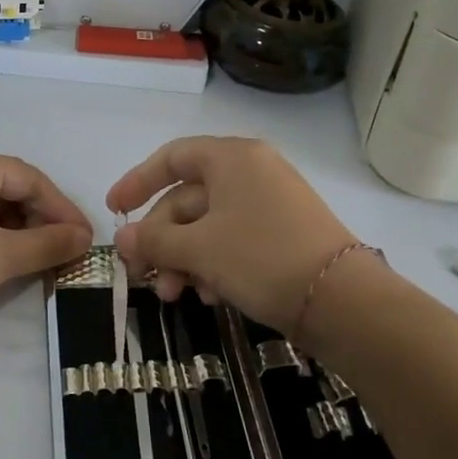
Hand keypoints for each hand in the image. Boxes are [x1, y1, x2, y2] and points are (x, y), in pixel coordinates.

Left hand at [0, 146, 91, 342]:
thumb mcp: (0, 258)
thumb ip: (48, 243)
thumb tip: (84, 237)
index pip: (29, 178)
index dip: (63, 208)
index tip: (86, 239)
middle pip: (7, 186)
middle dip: (40, 218)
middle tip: (65, 250)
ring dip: (16, 228)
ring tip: (37, 258)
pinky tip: (0, 258)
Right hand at [107, 136, 357, 334]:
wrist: (342, 301)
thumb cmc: (261, 257)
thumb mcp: (199, 248)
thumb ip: (155, 239)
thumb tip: (123, 238)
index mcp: (232, 158)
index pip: (172, 157)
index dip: (138, 181)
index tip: (115, 211)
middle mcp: (251, 173)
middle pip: (186, 198)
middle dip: (161, 239)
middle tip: (143, 275)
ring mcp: (269, 205)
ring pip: (207, 225)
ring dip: (183, 259)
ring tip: (175, 295)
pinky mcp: (281, 236)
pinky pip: (232, 241)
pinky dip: (212, 265)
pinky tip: (209, 297)